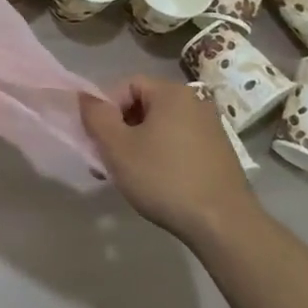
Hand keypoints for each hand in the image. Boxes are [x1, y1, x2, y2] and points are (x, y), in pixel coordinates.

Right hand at [80, 76, 263, 247]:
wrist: (222, 222)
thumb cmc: (164, 178)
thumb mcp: (118, 148)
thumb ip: (96, 117)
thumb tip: (84, 96)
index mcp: (172, 92)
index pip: (127, 85)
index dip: (106, 109)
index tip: (99, 141)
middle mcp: (195, 100)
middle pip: (144, 105)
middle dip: (121, 130)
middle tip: (108, 162)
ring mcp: (211, 126)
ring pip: (161, 126)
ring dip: (139, 145)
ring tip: (130, 176)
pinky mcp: (219, 150)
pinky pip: (180, 142)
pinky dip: (162, 155)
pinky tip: (157, 183)